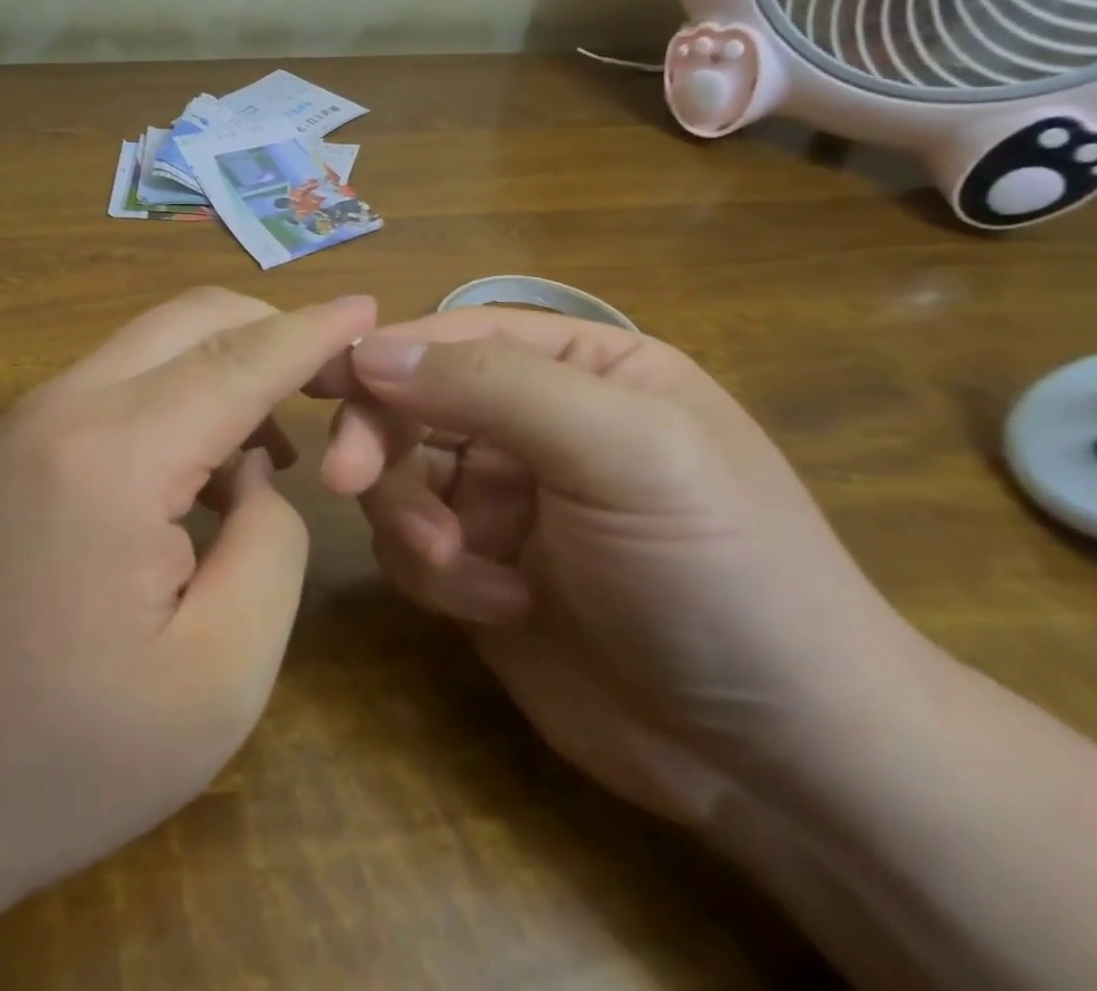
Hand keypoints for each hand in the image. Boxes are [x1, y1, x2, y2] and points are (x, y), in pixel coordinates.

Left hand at [0, 288, 376, 940]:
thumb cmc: (63, 758)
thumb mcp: (219, 677)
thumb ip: (271, 545)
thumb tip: (260, 471)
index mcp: (114, 456)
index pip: (240, 359)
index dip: (314, 331)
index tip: (370, 308)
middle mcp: (65, 407)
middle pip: (193, 320)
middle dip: (273, 330)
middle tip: (334, 385)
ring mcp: (27, 418)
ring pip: (153, 343)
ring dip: (226, 366)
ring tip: (276, 445)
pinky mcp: (12, 443)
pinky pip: (118, 381)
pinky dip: (179, 394)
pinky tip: (202, 471)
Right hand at [317, 308, 917, 831]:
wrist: (779, 762)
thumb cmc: (717, 570)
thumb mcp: (623, 453)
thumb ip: (494, 385)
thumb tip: (368, 350)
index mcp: (578, 367)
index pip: (454, 335)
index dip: (384, 354)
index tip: (317, 383)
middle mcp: (531, 422)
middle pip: (411, 403)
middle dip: (381, 444)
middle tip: (348, 483)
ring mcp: (502, 499)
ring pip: (399, 477)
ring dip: (411, 520)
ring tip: (462, 571)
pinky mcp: (478, 570)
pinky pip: (409, 547)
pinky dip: (433, 575)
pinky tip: (497, 609)